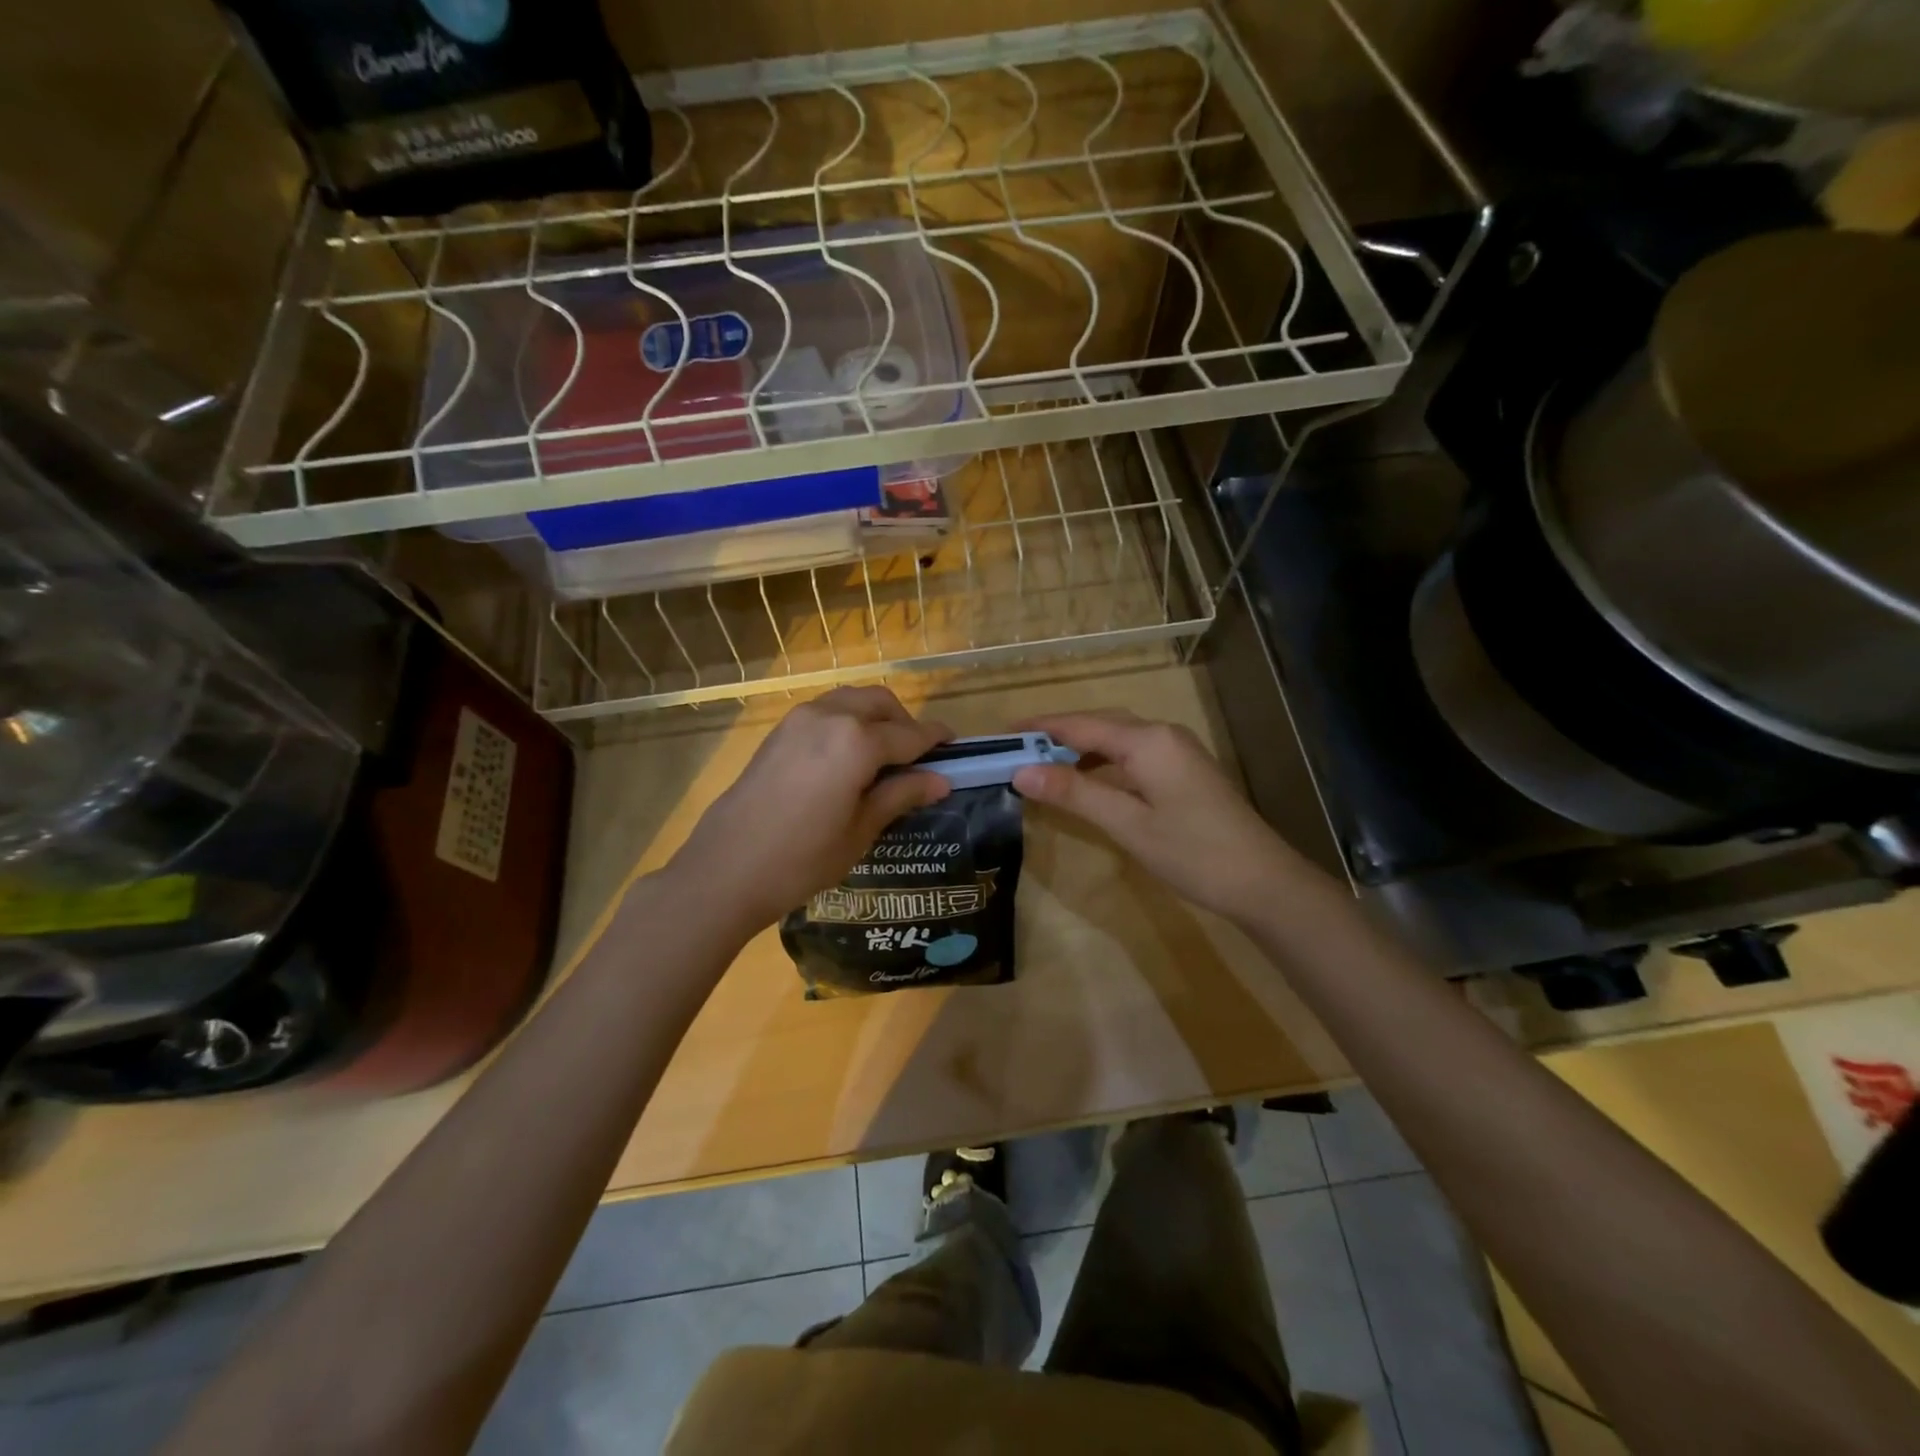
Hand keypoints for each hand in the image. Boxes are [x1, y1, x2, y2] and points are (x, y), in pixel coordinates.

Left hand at [669, 687, 952, 929]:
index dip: (935, 740)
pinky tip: (849, 756)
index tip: (955, 746)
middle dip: (905, 721)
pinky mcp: (779, 731)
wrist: (726, 869)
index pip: (909, 734)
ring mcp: (799, 719)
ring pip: (851, 700)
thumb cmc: (802, 858)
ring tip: (884, 754)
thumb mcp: (861, 831)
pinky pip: (826, 711)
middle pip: (881, 703)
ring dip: (875, 717)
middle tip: (918, 756)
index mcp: (857, 741)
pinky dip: (848, 721)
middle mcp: (830, 716)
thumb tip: (940, 781)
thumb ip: (901, 795)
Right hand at [1011, 711, 1306, 922]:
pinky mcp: (1185, 770)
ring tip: (1045, 763)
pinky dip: (1105, 760)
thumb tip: (1020, 770)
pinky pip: (1134, 752)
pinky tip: (1091, 779)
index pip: (1081, 725)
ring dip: (1081, 746)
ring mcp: (1178, 751)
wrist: (1263, 881)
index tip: (1002, 733)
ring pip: (1118, 737)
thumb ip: (1075, 793)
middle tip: (1018, 747)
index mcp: (1147, 741)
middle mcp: (1163, 734)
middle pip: (1100, 723)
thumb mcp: (1126, 824)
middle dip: (1058, 733)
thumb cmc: (1192, 852)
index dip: (1040, 728)